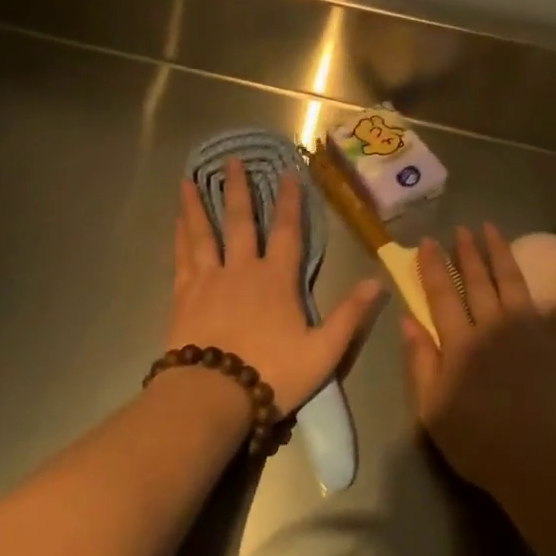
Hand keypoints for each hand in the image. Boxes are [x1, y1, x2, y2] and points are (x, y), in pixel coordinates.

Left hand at [170, 159, 384, 414]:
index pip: (288, 231)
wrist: (212, 395)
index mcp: (276, 279)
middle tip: (231, 160)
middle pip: (240, 221)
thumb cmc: (272, 374)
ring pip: (203, 233)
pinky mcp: (184, 296)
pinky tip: (177, 223)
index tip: (287, 172)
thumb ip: (350, 315)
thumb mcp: (323, 351)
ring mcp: (208, 280)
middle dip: (238, 189)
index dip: (289, 201)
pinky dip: (180, 236)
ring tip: (188, 179)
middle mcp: (241, 269)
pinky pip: (182, 257)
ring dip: (197, 204)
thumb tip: (379, 282)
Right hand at [401, 224, 555, 491]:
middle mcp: (493, 325)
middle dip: (467, 252)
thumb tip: (408, 319)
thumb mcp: (431, 408)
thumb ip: (420, 361)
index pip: (442, 294)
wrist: (538, 464)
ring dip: (501, 253)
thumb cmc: (478, 441)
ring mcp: (531, 330)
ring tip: (493, 229)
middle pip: (477, 281)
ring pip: (513, 282)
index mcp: (460, 342)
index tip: (427, 242)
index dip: (433, 267)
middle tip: (461, 228)